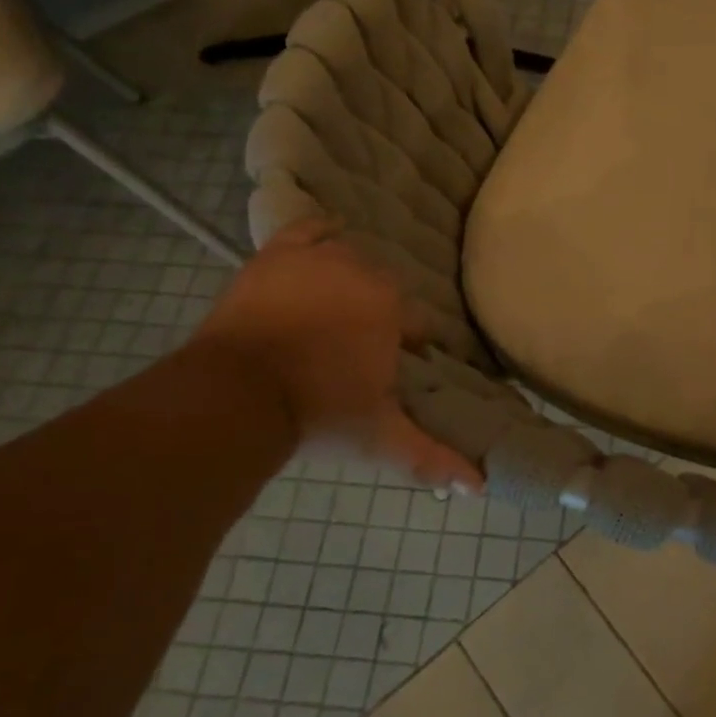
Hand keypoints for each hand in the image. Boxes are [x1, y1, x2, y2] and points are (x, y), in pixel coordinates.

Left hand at [193, 219, 482, 492]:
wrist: (236, 396)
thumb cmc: (318, 413)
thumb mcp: (380, 438)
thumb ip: (431, 457)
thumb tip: (479, 487)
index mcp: (394, 310)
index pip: (419, 323)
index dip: (411, 345)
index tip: (396, 365)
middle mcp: (363, 273)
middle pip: (386, 289)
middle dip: (379, 314)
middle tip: (358, 347)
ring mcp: (318, 259)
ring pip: (350, 258)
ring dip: (350, 280)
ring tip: (336, 309)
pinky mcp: (276, 255)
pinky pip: (309, 230)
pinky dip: (319, 234)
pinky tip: (324, 242)